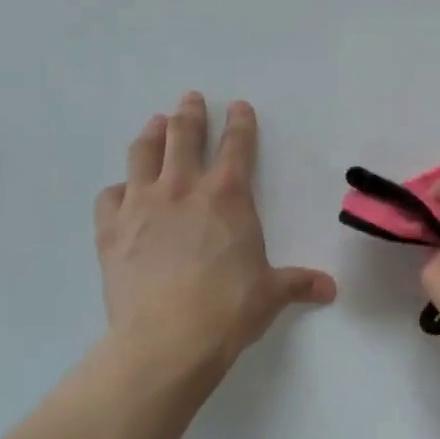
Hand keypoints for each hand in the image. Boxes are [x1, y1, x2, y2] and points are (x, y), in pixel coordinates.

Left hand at [94, 93, 335, 376]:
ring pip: (142, 154)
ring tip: (155, 123)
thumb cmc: (229, 309)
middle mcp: (182, 189)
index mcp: (228, 196)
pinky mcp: (111, 229)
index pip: (237, 146)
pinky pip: (109, 196)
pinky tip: (121, 192)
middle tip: (190, 99)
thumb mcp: (271, 294)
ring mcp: (141, 205)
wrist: (167, 339)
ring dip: (151, 134)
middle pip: (183, 136)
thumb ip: (299, 283)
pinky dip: (118, 190)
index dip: (240, 123)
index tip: (238, 106)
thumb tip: (330, 289)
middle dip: (189, 114)